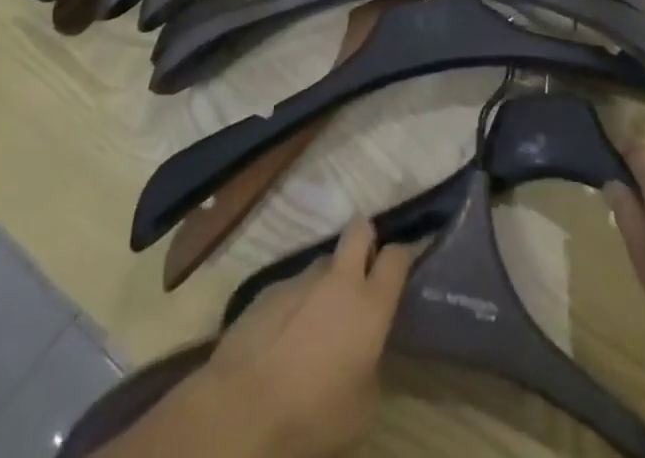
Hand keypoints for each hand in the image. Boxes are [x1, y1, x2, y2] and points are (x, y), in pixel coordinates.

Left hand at [203, 219, 413, 457]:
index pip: (397, 256)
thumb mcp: (362, 410)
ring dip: (326, 281)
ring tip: (316, 320)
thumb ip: (373, 369)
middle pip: (360, 230)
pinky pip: (292, 288)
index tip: (402, 268)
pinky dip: (294, 305)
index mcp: (370, 304)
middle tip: (362, 271)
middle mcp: (340, 279)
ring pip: (323, 263)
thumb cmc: (312, 415)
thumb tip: (367, 356)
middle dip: (365, 240)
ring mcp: (301, 279)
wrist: (241, 410)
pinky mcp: (269, 289)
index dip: (402, 257)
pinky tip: (282, 339)